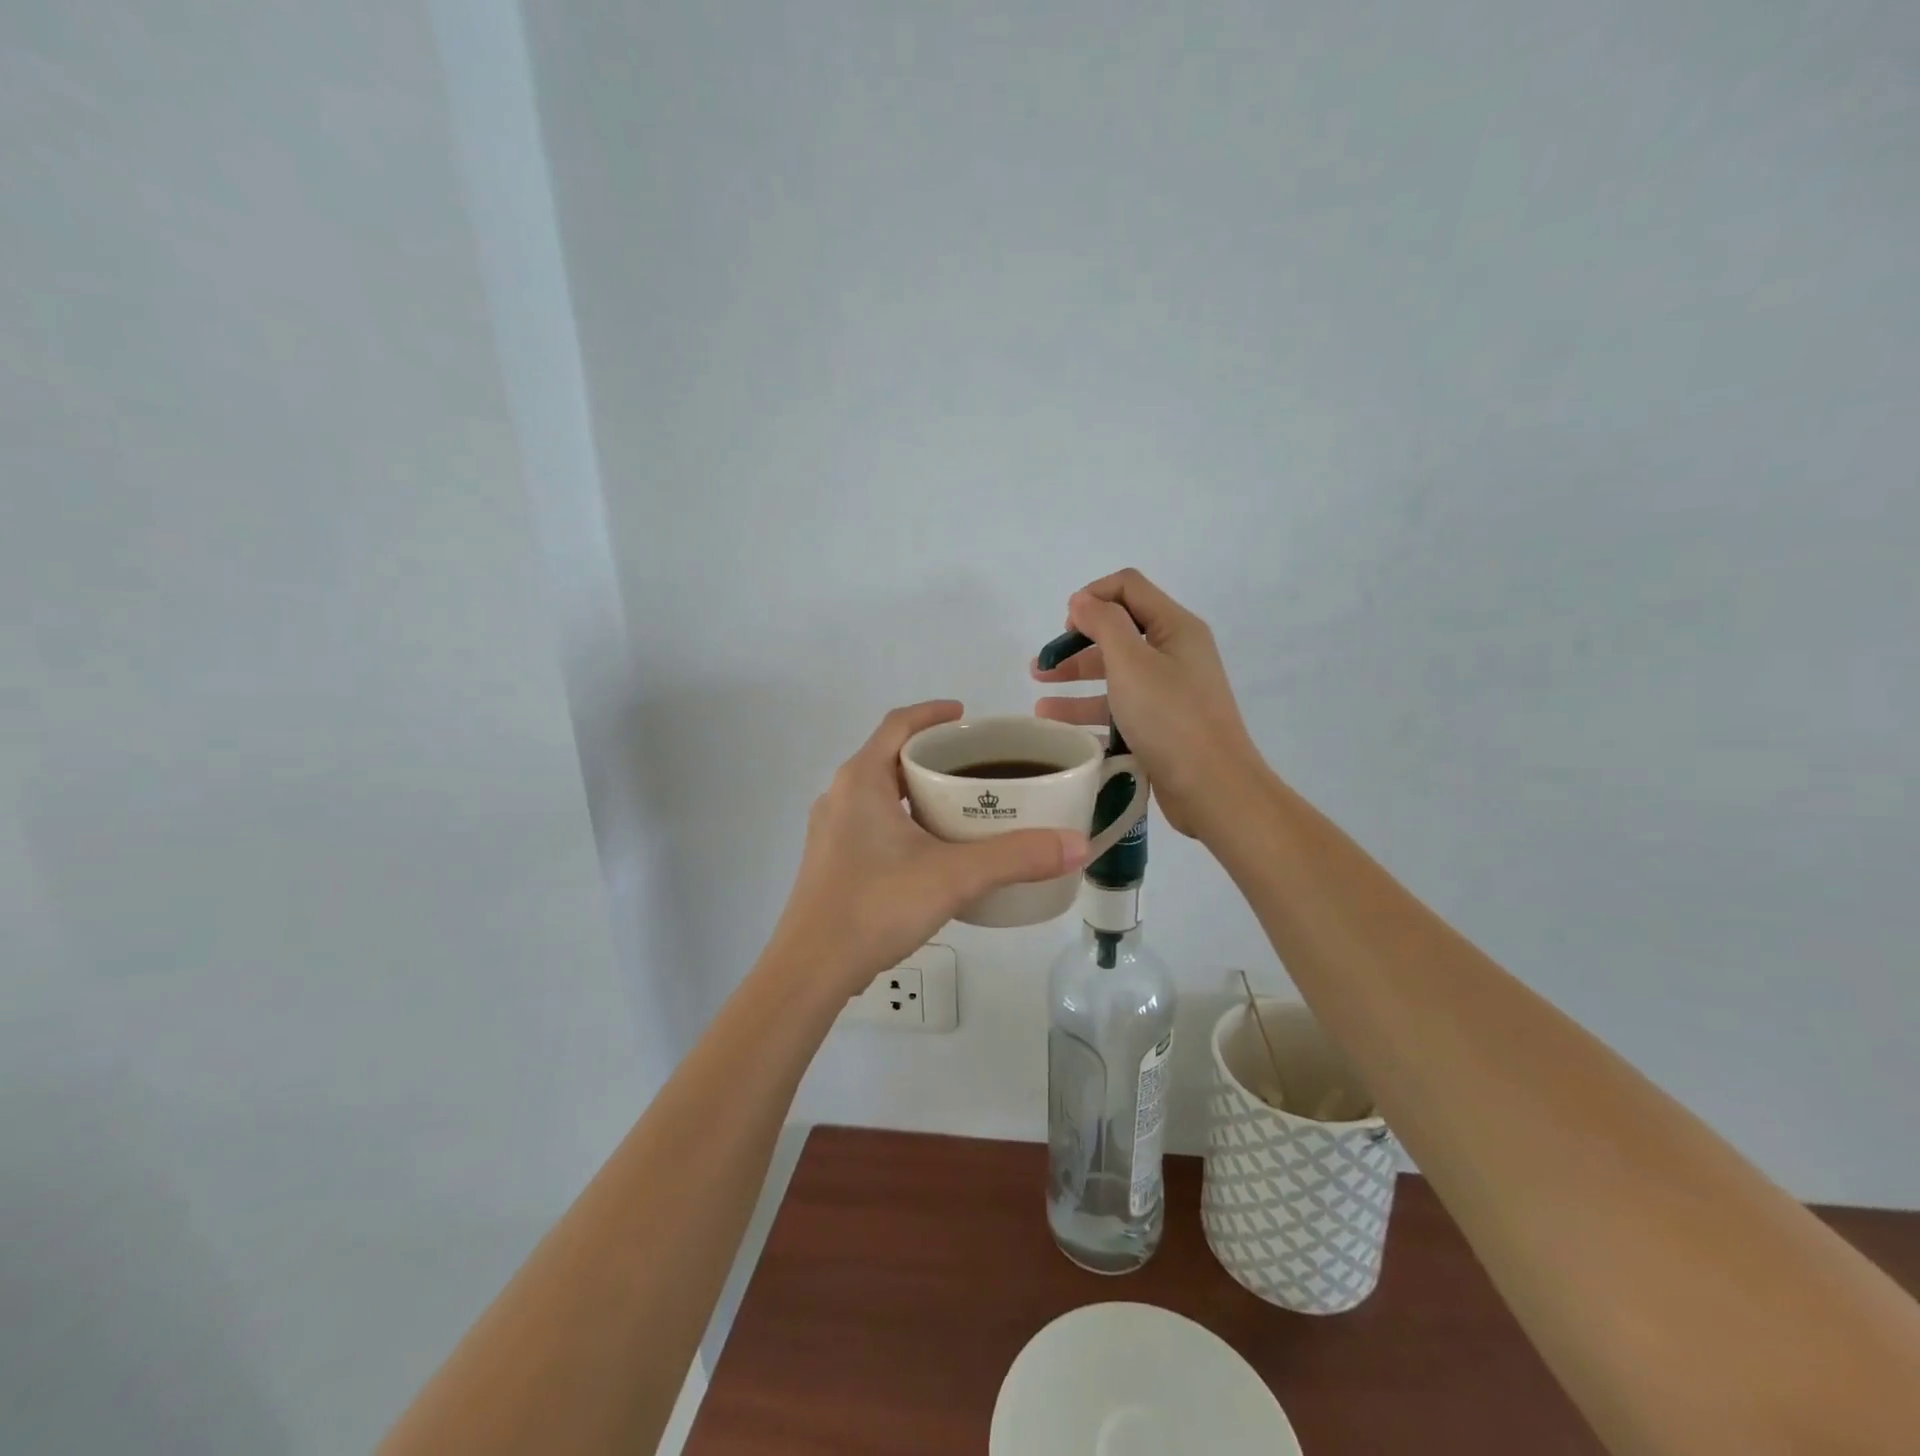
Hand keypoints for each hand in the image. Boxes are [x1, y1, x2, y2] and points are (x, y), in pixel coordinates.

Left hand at [771, 702, 1090, 996]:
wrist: (811, 970)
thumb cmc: (877, 906)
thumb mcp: (954, 876)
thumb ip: (1017, 857)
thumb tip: (1077, 844)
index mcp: (861, 779)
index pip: (898, 724)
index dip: (933, 713)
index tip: (968, 717)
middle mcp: (840, 796)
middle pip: (890, 757)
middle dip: (933, 755)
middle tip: (978, 766)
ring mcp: (830, 831)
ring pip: (880, 793)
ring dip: (917, 790)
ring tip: (962, 805)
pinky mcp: (831, 862)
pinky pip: (872, 823)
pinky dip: (904, 819)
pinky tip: (931, 850)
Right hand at [1031, 568, 1264, 838]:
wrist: (1213, 789)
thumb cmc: (1170, 719)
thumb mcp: (1132, 663)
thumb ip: (1104, 624)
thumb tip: (1082, 600)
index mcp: (1175, 628)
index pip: (1128, 587)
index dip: (1092, 597)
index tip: (1064, 627)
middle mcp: (1174, 653)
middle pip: (1118, 632)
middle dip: (1075, 645)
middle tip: (1041, 667)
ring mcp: (1169, 692)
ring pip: (1115, 675)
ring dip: (1076, 683)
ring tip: (1040, 703)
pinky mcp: (1162, 726)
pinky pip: (1120, 709)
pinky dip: (1091, 714)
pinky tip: (1062, 729)